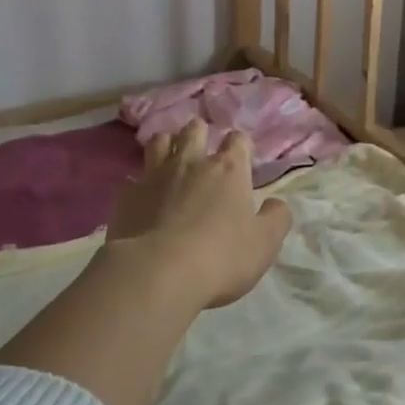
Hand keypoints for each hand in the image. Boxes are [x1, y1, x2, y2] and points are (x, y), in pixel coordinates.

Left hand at [106, 120, 293, 309]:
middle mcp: (191, 163)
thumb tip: (276, 204)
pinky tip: (142, 196)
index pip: (237, 140)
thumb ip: (276, 218)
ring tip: (170, 156)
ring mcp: (155, 176)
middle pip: (194, 130)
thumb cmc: (221, 257)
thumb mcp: (265, 243)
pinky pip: (133, 179)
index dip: (240, 145)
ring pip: (159, 142)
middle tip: (202, 145)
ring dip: (167, 144)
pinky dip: (140, 184)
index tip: (241, 157)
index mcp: (228, 170)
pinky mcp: (127, 196)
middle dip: (200, 132)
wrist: (158, 273)